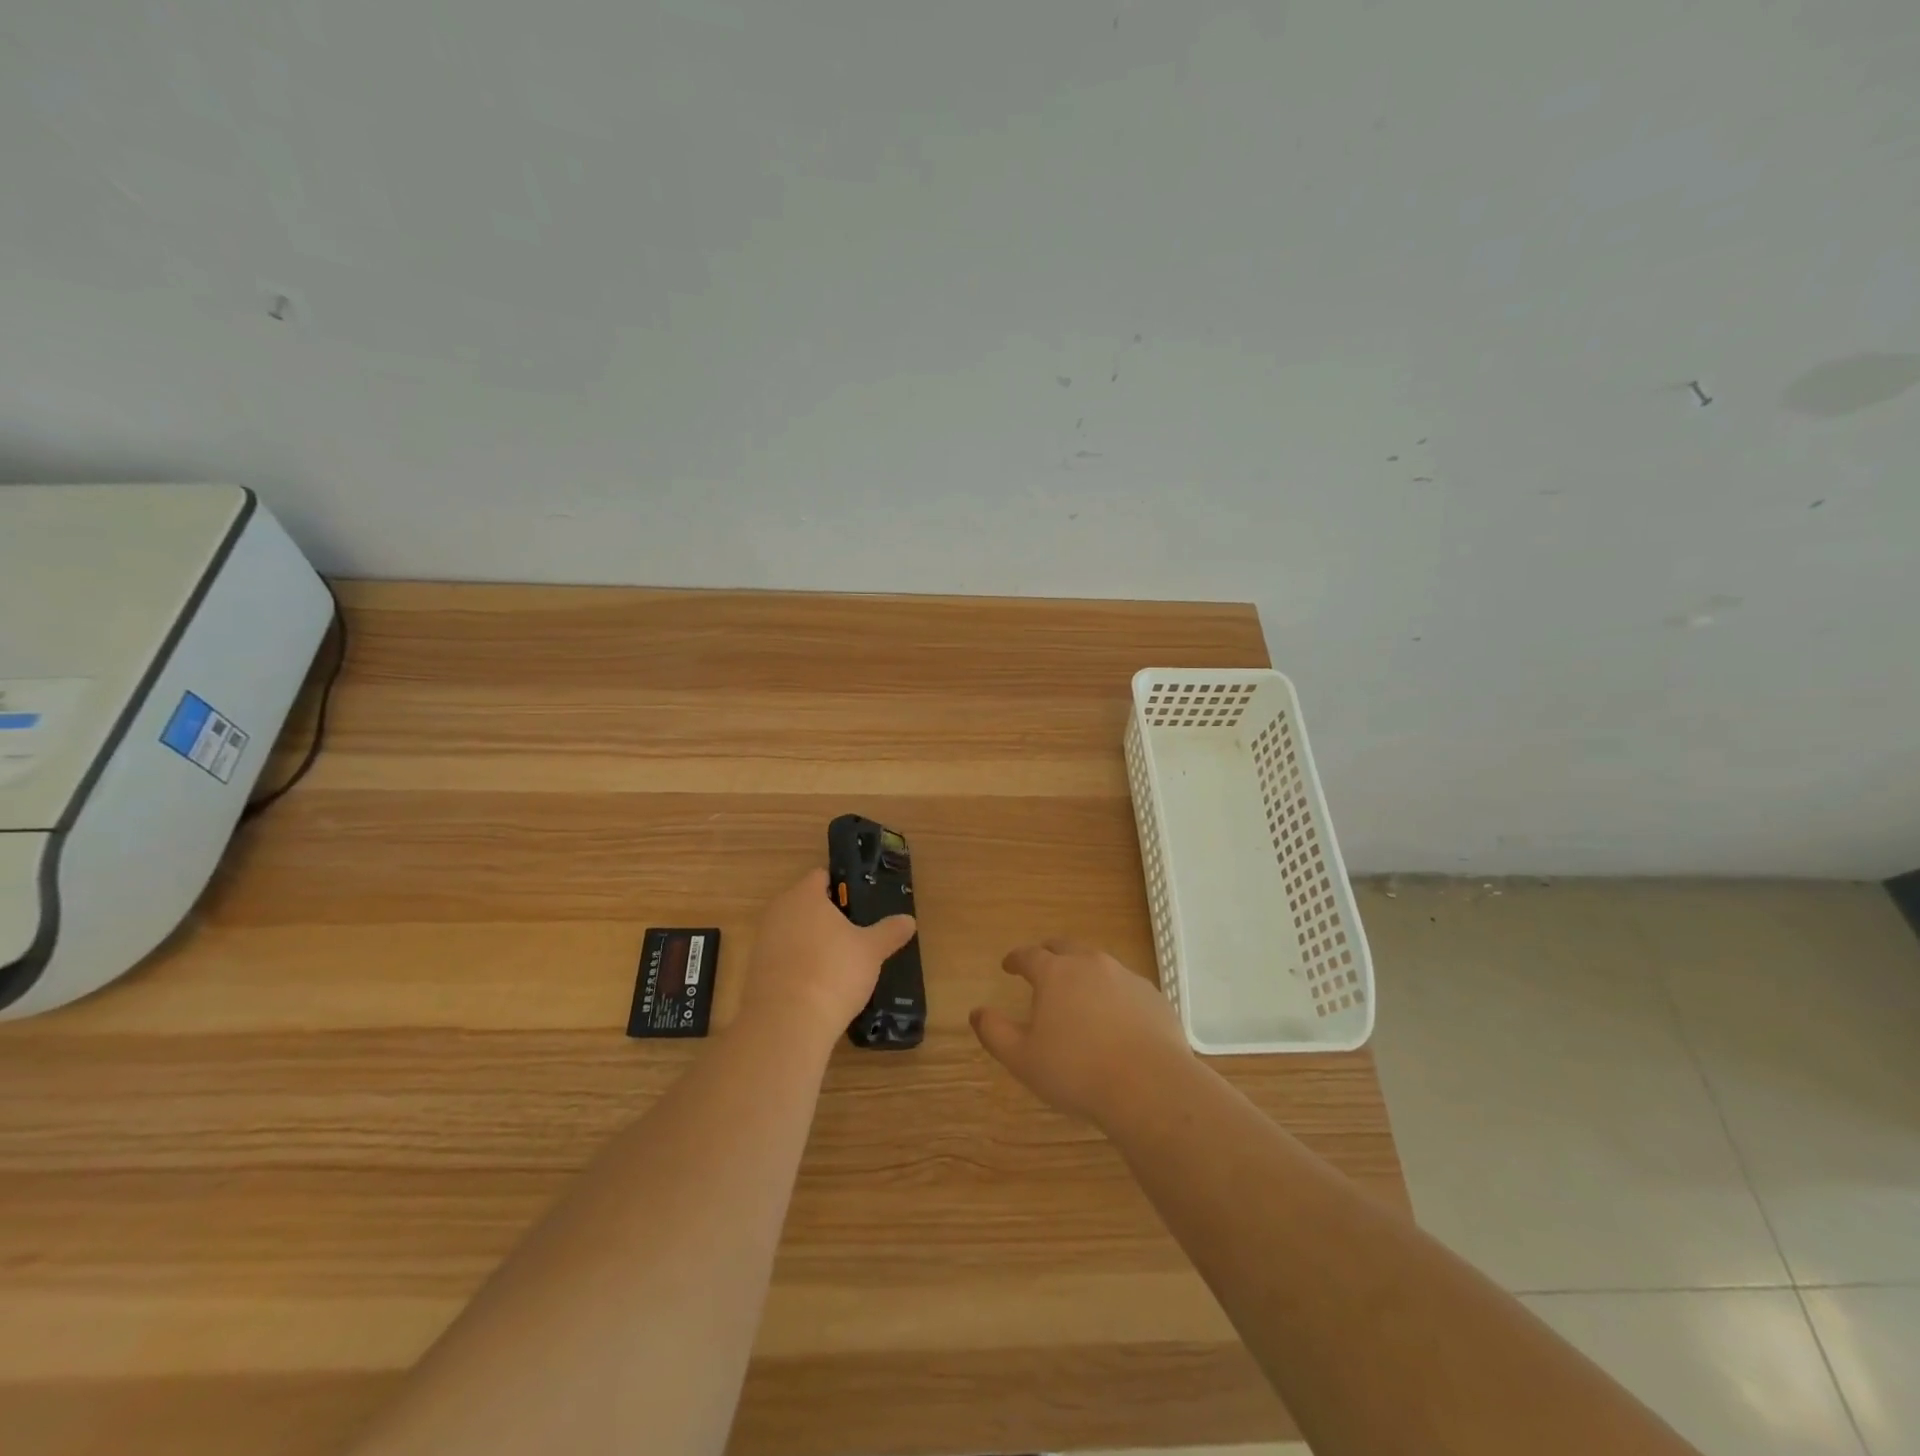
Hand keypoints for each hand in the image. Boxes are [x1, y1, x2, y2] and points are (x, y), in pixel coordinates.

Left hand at [740, 868, 915, 1046]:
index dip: (843, 886)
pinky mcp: (756, 971)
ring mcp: (763, 941)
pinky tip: (819, 984)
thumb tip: (909, 920)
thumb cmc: (833, 971)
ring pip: (794, 931)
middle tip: (856, 932)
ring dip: (813, 941)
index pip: (822, 876)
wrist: (787, 1022)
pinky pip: (784, 958)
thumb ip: (890, 931)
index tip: (862, 903)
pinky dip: (799, 965)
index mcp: (804, 895)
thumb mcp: (871, 950)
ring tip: (841, 961)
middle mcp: (779, 911)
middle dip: (828, 916)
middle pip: (806, 904)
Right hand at [970, 939, 1191, 1125]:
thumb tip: (977, 1012)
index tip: (1008, 965)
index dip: (1015, 958)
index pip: (1029, 955)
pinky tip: (1115, 1017)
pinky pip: (1126, 986)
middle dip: (1049, 953)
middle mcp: (1091, 964)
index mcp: (1056, 973)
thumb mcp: (1022, 1059)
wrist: (1150, 1086)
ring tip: (1078, 993)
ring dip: (1083, 971)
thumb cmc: (1076, 1072)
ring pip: (1098, 964)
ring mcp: (1126, 977)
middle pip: (1065, 947)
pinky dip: (1113, 993)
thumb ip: (995, 1032)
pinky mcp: (1153, 996)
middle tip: (1042, 966)